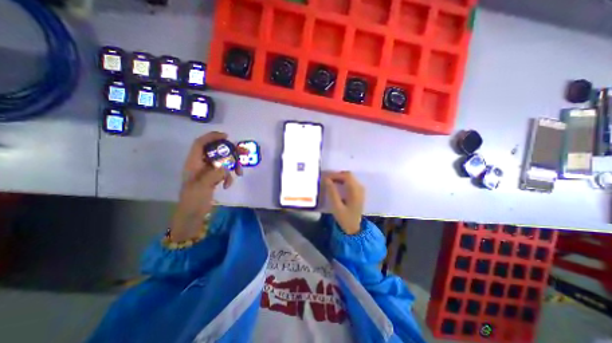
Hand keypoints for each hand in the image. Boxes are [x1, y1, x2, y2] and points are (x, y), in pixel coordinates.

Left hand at [169, 131, 243, 240]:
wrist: (192, 215)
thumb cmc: (193, 200)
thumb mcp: (202, 186)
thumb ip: (214, 173)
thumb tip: (226, 165)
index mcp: (193, 163)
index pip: (200, 144)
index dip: (212, 137)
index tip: (226, 136)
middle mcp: (201, 164)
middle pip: (216, 151)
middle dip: (230, 152)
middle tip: (242, 153)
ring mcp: (208, 172)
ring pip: (223, 162)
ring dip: (232, 166)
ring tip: (239, 173)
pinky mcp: (214, 178)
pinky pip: (225, 172)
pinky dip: (229, 177)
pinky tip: (228, 185)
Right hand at [323, 170, 364, 234]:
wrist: (354, 228)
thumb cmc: (345, 218)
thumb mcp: (336, 207)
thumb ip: (332, 192)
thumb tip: (326, 179)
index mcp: (355, 191)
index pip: (346, 176)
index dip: (335, 174)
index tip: (325, 177)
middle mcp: (359, 188)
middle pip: (348, 175)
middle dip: (336, 175)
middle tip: (326, 179)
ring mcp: (360, 189)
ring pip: (349, 177)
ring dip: (339, 178)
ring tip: (328, 182)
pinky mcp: (358, 192)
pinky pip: (350, 182)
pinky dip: (342, 181)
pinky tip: (335, 185)